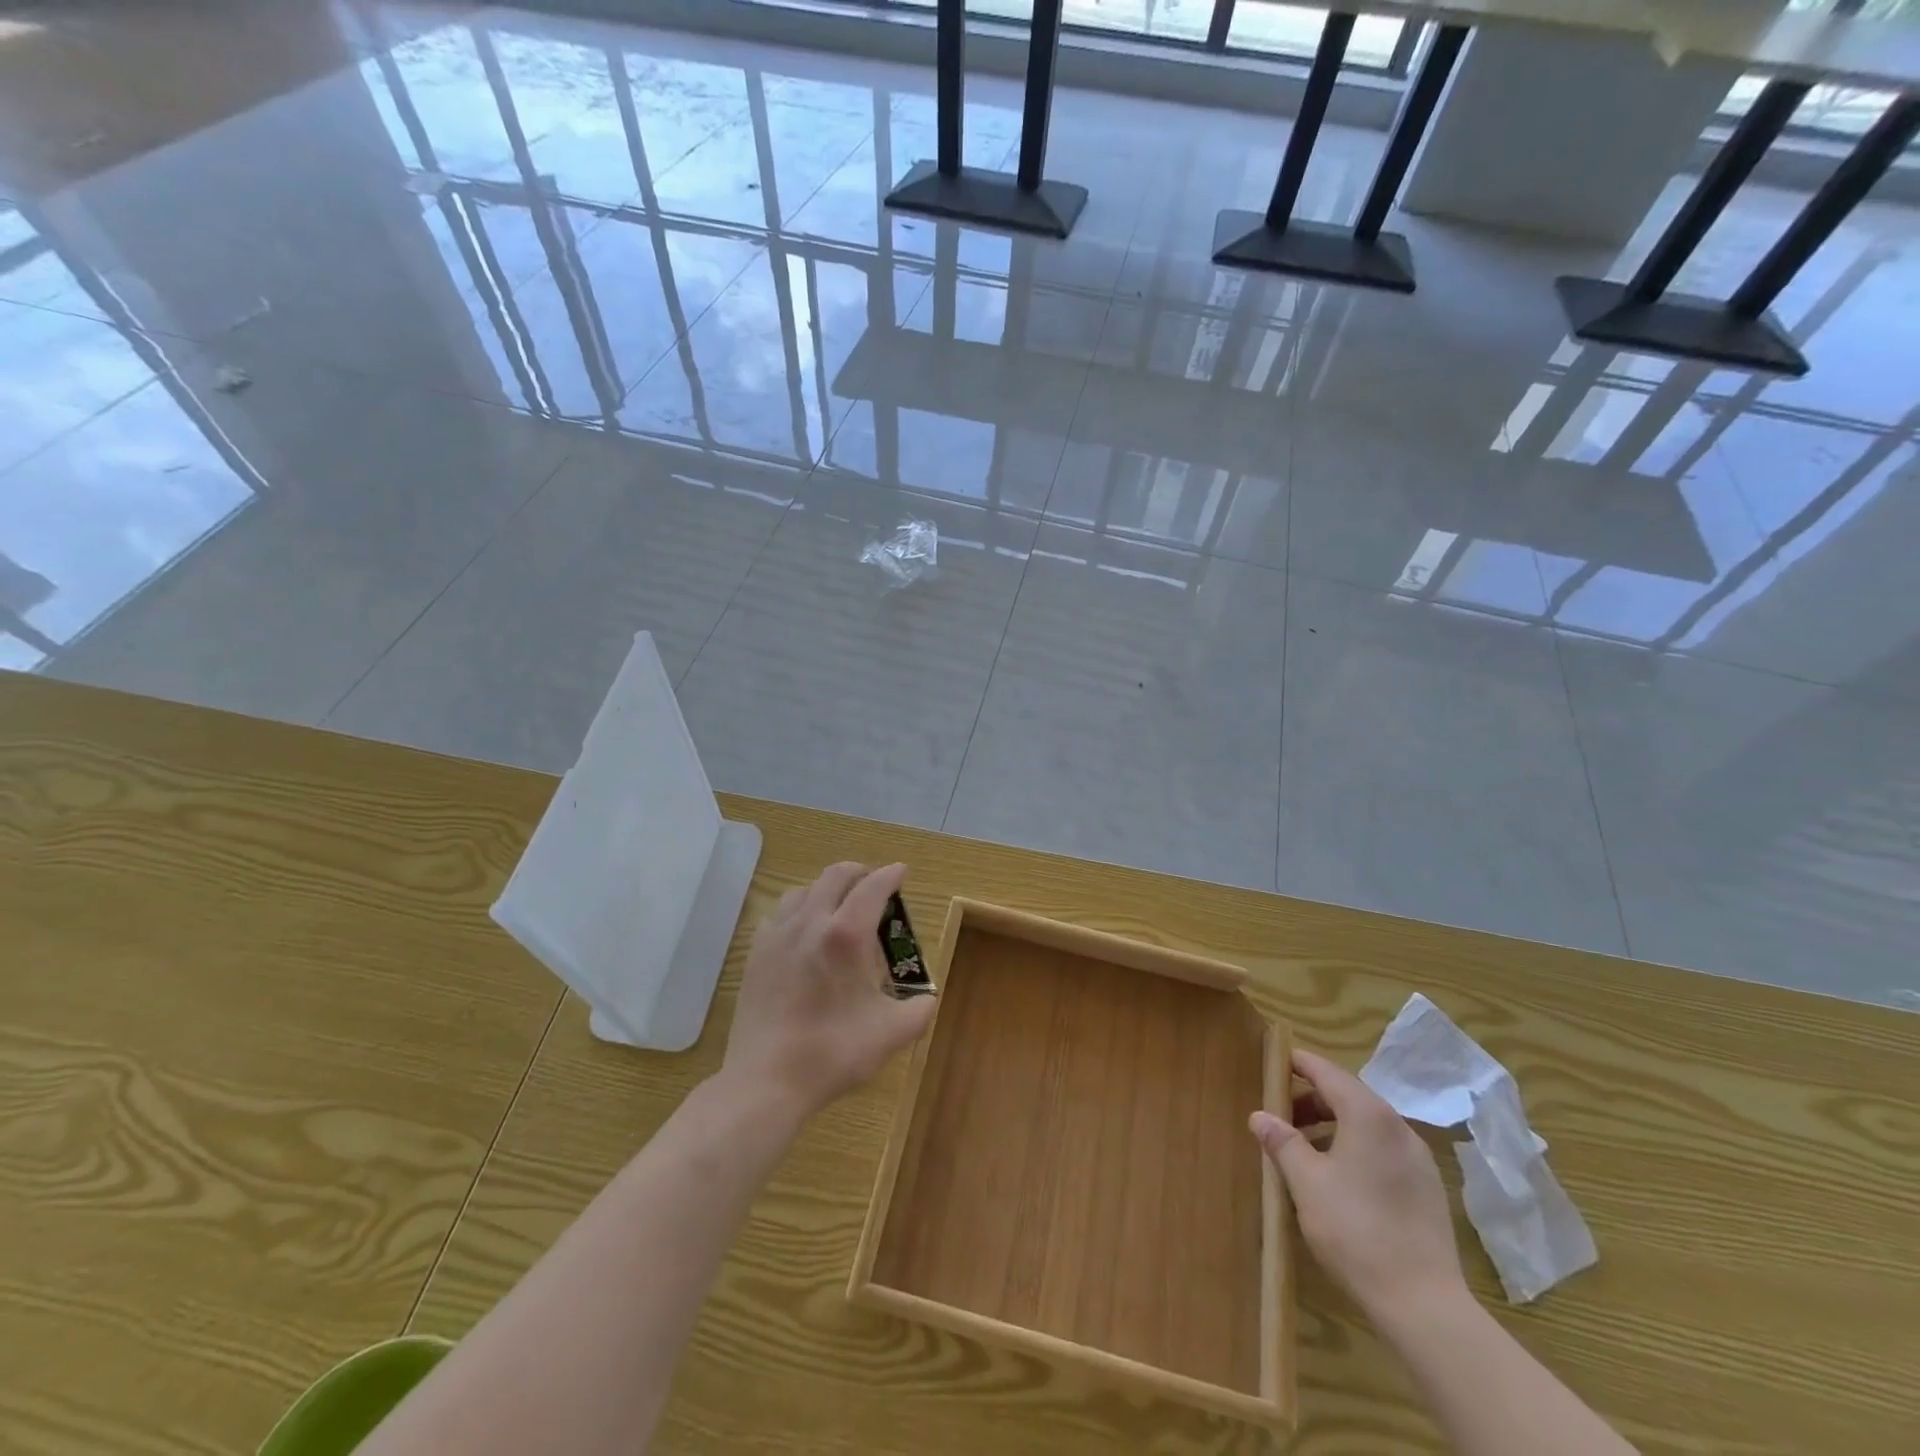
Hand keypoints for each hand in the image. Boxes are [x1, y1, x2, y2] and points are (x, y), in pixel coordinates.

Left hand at [721, 862, 936, 1117]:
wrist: (766, 1080)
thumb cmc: (833, 1052)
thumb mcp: (891, 1033)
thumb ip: (919, 1010)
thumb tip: (927, 998)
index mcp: (846, 935)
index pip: (873, 887)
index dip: (891, 875)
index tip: (902, 872)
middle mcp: (811, 922)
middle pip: (836, 875)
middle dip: (861, 873)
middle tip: (875, 887)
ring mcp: (778, 935)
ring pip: (804, 890)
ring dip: (827, 889)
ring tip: (839, 909)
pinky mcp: (757, 952)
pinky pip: (780, 914)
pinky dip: (799, 911)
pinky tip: (804, 934)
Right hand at [1250, 1048, 1465, 1319]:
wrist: (1424, 1305)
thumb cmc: (1355, 1230)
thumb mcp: (1306, 1182)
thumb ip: (1282, 1142)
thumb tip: (1259, 1116)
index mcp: (1368, 1116)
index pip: (1327, 1072)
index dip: (1299, 1064)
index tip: (1274, 1064)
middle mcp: (1398, 1127)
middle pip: (1349, 1095)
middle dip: (1312, 1099)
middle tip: (1281, 1116)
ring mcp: (1418, 1159)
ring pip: (1367, 1124)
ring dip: (1333, 1125)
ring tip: (1304, 1149)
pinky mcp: (1427, 1188)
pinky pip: (1383, 1149)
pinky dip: (1355, 1147)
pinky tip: (1338, 1178)